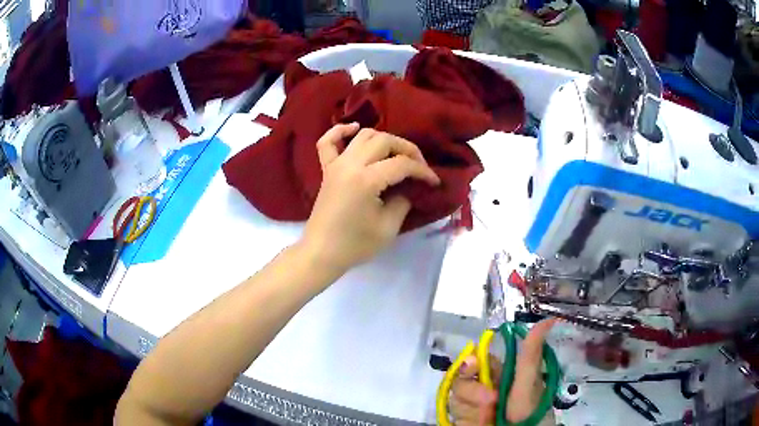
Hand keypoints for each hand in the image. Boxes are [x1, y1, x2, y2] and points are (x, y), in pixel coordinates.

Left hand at [302, 123, 439, 275]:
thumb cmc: (355, 245)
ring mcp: (336, 164)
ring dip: (384, 139)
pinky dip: (341, 130)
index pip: (402, 164)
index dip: (423, 171)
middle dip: (408, 150)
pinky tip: (354, 128)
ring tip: (397, 154)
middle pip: (384, 141)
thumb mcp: (388, 227)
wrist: (321, 253)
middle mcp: (350, 164)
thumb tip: (408, 187)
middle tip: (419, 167)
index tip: (434, 182)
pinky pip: (328, 142)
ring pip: (363, 135)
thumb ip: (402, 201)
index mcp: (366, 180)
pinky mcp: (326, 169)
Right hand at [450, 320, 556, 425]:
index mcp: (497, 374)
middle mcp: (482, 389)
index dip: (467, 363)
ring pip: (455, 404)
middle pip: (459, 383)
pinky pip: (455, 421)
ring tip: (493, 420)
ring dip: (474, 414)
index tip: (471, 367)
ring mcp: (472, 408)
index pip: (472, 361)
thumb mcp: (530, 383)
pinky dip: (470, 425)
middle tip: (492, 403)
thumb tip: (548, 319)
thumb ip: (530, 355)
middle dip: (473, 394)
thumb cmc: (531, 411)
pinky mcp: (465, 423)